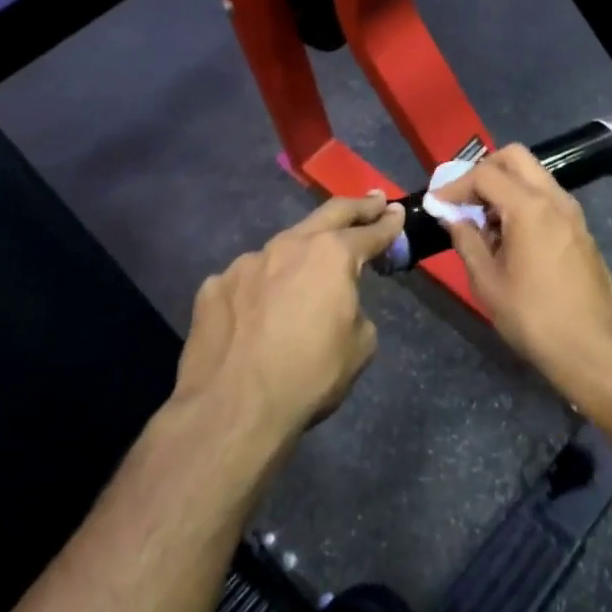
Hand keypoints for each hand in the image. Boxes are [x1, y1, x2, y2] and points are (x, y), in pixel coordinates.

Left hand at [174, 193, 403, 442]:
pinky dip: (261, 287)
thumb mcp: (360, 347)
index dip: (388, 223)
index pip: (369, 232)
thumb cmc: (309, 377)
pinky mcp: (215, 285)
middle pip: (329, 214)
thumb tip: (339, 305)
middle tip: (373, 201)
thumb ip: (355, 310)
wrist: (233, 409)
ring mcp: (246, 262)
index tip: (397, 212)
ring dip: (301, 253)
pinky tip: (258, 312)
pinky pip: (247, 279)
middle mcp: (289, 245)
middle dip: (356, 207)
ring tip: (307, 269)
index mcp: (332, 256)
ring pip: (282, 248)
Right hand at [431, 146, 611, 399]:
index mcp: (530, 207)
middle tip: (463, 199)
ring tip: (484, 221)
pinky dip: (523, 201)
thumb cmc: (534, 317)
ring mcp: (572, 213)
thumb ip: (467, 241)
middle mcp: (554, 199)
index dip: (456, 185)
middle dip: (484, 170)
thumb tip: (454, 218)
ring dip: (505, 185)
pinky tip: (510, 236)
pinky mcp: (580, 229)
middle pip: (515, 158)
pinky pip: (547, 197)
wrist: (594, 349)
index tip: (437, 203)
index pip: (485, 174)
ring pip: (534, 175)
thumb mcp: (488, 283)